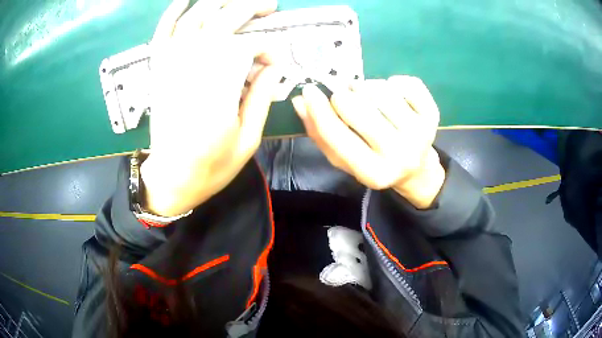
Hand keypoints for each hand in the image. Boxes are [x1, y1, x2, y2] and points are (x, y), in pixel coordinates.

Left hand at [140, 0, 280, 216]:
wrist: (171, 178)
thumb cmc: (211, 166)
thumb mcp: (248, 140)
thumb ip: (261, 97)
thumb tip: (274, 65)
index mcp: (217, 92)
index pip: (246, 48)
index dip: (267, 48)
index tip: (275, 62)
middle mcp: (192, 70)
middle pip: (222, 22)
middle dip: (249, 9)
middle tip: (269, 7)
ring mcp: (171, 67)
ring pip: (194, 19)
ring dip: (217, 3)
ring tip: (237, 1)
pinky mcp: (159, 70)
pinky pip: (163, 33)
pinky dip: (172, 13)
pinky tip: (185, 0)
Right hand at [292, 77, 444, 208]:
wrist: (416, 169)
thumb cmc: (375, 162)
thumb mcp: (345, 159)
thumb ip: (321, 134)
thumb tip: (300, 102)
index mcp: (372, 172)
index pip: (337, 135)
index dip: (318, 109)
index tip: (309, 90)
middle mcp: (398, 155)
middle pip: (357, 107)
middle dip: (343, 96)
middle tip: (344, 96)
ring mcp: (420, 134)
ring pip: (380, 90)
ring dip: (367, 87)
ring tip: (368, 97)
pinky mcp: (433, 115)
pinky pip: (406, 83)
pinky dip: (393, 82)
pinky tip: (392, 94)